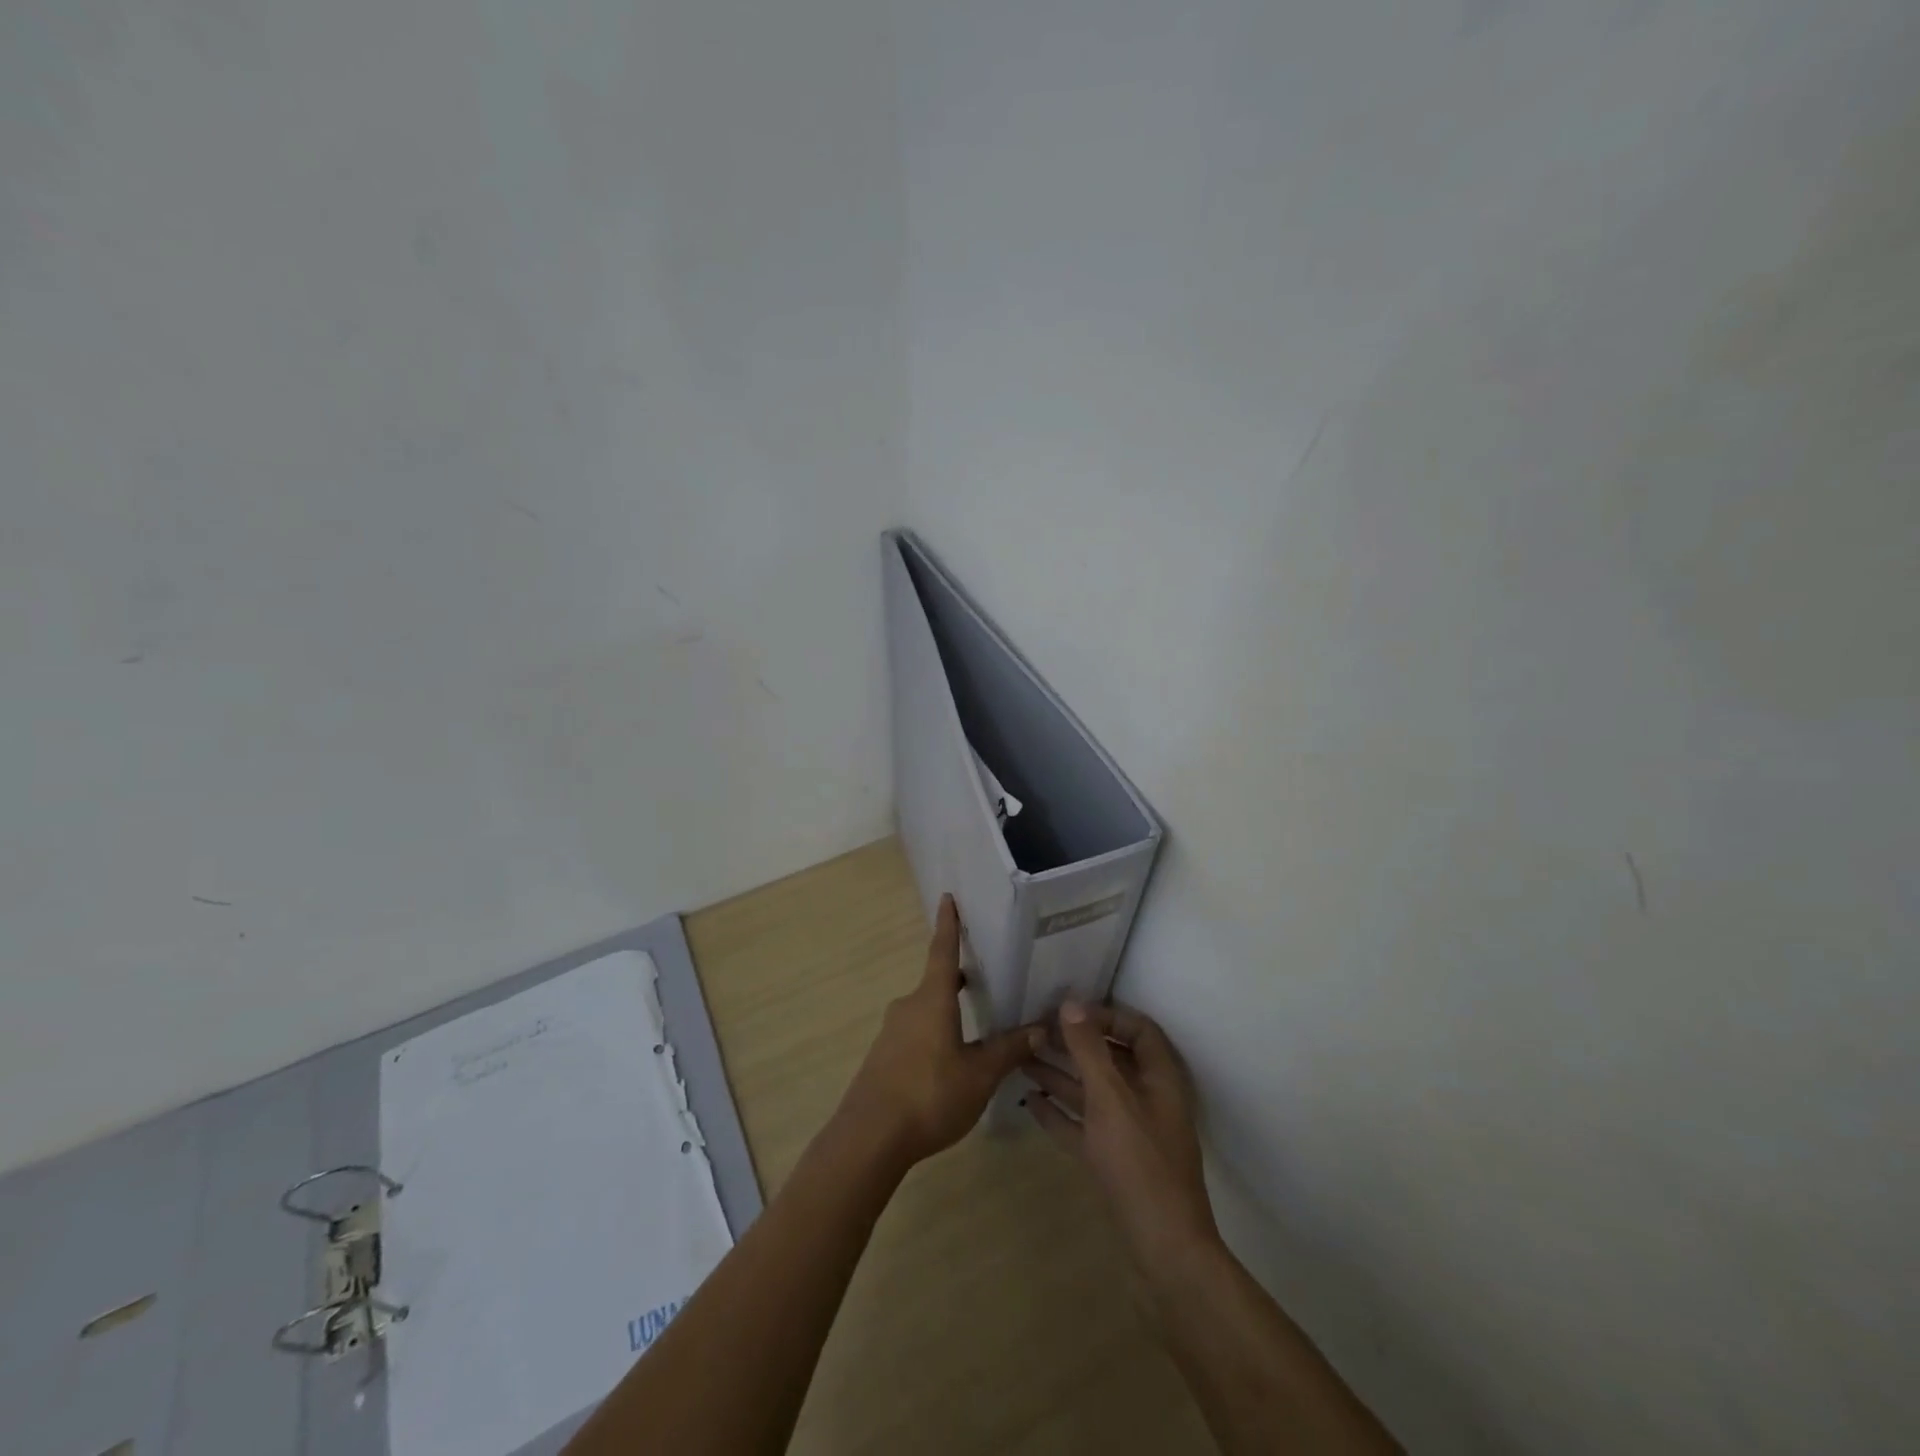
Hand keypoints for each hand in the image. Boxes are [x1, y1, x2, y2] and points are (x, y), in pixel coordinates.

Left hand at [837, 895, 1046, 1169]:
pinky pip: (915, 1035)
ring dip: (947, 1012)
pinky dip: (935, 1036)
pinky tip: (950, 1063)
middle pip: (935, 984)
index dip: (949, 925)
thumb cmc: (929, 1094)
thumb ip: (1008, 1050)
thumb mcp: (979, 1075)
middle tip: (982, 977)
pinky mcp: (883, 1058)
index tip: (947, 897)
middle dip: (956, 979)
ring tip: (974, 1027)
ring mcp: (891, 1033)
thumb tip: (1040, 1028)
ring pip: (925, 1011)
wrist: (869, 1137)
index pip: (943, 951)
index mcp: (932, 1000)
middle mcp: (909, 1007)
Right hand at [1025, 1000, 1219, 1265]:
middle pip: (1110, 1058)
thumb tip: (1070, 1003)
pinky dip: (1059, 1112)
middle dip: (1074, 1043)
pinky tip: (1029, 1100)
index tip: (1068, 1011)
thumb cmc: (1141, 1165)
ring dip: (1060, 1074)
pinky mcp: (1113, 1161)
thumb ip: (1089, 1051)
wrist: (1164, 1252)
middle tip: (1035, 1030)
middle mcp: (1146, 1099)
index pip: (1138, 1030)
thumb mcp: (1111, 1100)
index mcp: (1159, 1079)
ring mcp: (1129, 1133)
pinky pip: (1083, 1125)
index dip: (1106, 1015)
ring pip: (1092, 1092)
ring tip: (1021, 1058)